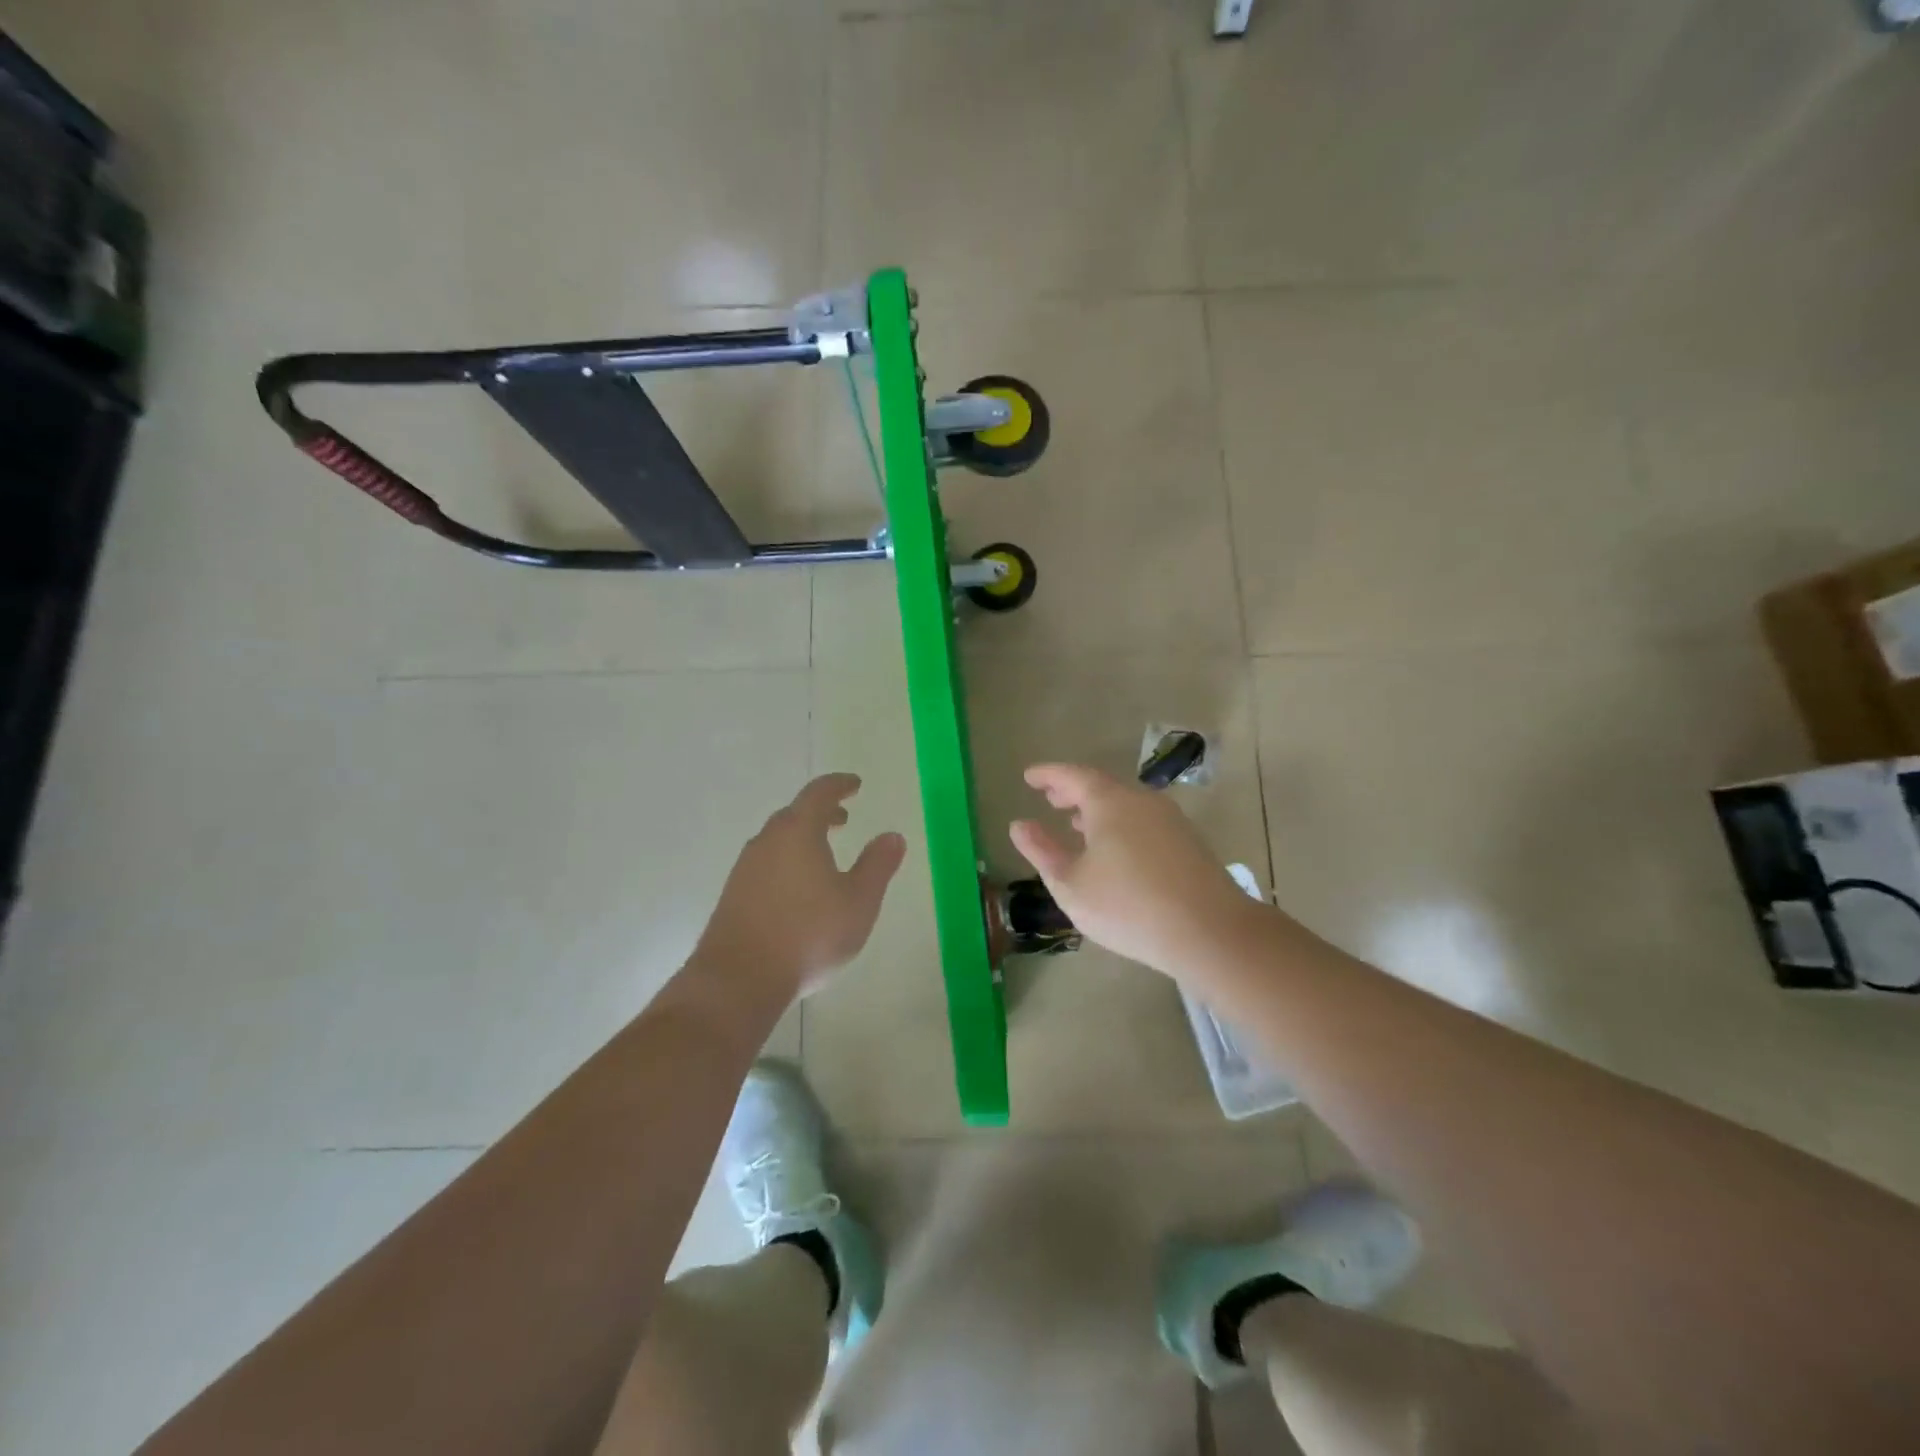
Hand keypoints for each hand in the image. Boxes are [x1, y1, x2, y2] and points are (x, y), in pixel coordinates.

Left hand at [696, 773, 906, 998]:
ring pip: (777, 840)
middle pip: (794, 814)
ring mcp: (745, 868)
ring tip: (823, 856)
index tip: (855, 785)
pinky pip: (765, 864)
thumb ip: (877, 865)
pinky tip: (797, 890)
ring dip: (802, 838)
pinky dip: (786, 862)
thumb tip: (892, 836)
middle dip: (821, 813)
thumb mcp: (858, 901)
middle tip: (842, 820)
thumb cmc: (808, 934)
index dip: (839, 785)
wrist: (739, 979)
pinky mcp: (733, 895)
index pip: (819, 793)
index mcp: (798, 832)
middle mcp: (767, 841)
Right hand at [1009, 763, 1262, 979]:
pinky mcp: (1187, 842)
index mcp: (1110, 802)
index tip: (1029, 777)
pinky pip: (1143, 821)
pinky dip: (1119, 824)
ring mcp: (1169, 820)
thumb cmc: (1128, 906)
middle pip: (1101, 786)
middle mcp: (1142, 800)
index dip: (1048, 775)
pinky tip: (1113, 850)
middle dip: (1073, 791)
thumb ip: (1042, 851)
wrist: (1210, 932)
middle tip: (1050, 798)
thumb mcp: (1071, 884)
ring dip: (1097, 810)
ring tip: (1076, 823)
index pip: (1072, 776)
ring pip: (1125, 804)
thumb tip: (1019, 825)